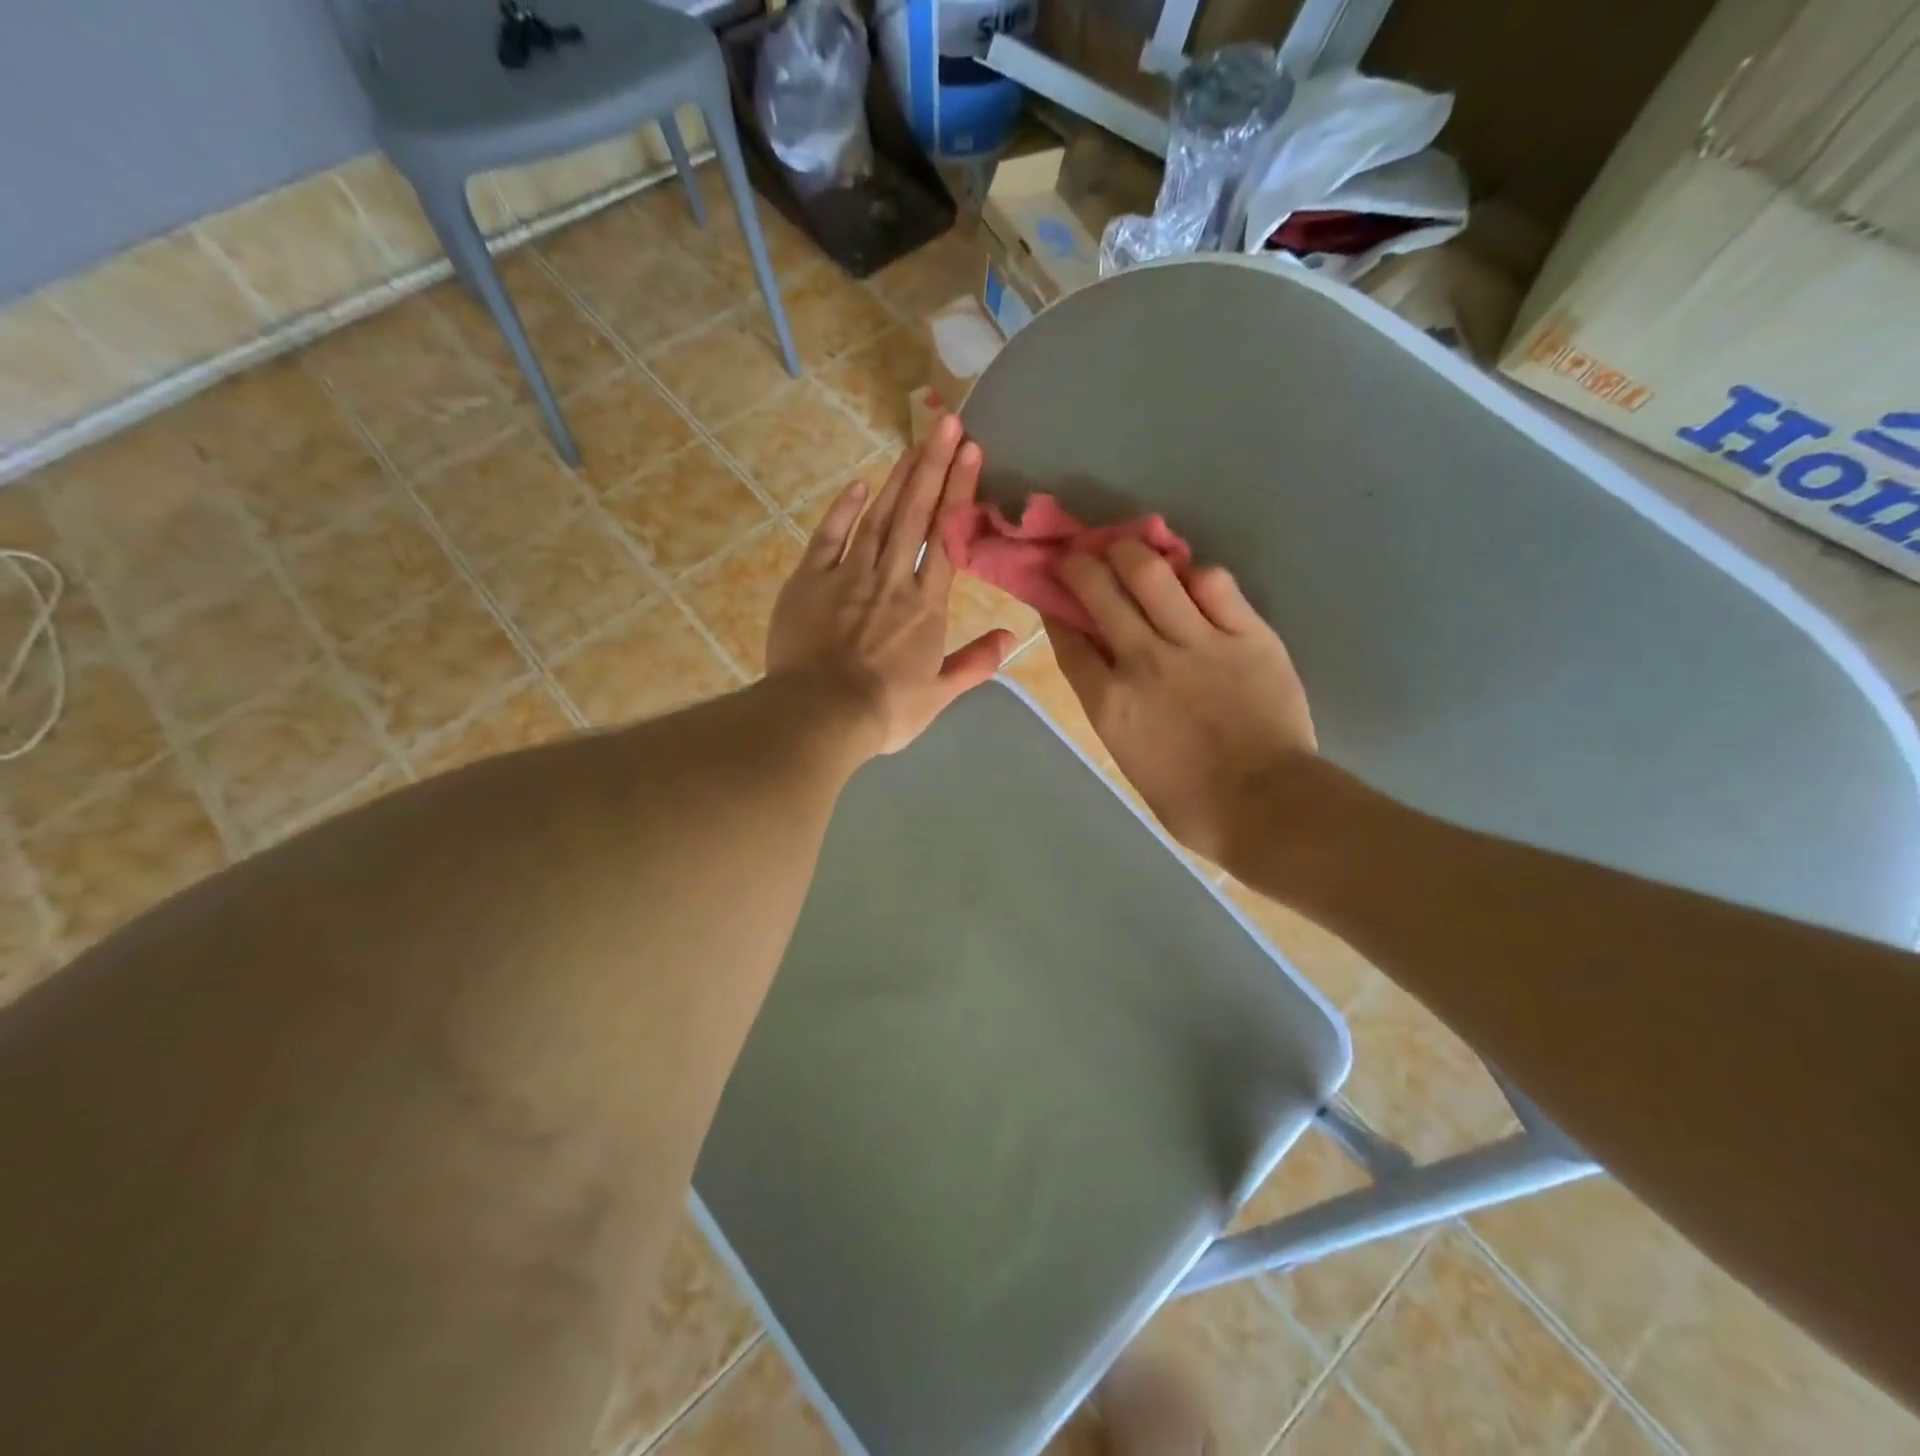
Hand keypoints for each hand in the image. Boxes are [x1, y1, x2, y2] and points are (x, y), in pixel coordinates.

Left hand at [767, 416, 1014, 756]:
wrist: (821, 714)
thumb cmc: (885, 710)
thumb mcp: (938, 695)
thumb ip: (975, 663)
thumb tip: (1012, 637)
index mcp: (926, 605)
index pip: (947, 538)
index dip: (960, 493)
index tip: (972, 452)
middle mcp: (892, 579)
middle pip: (915, 515)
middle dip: (933, 466)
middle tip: (946, 421)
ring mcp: (849, 575)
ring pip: (878, 518)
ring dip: (898, 478)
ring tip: (915, 442)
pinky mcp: (810, 580)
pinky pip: (830, 537)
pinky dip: (844, 510)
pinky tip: (859, 486)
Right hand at [1049, 542, 1314, 865]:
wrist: (1265, 806)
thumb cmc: (1190, 802)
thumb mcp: (1128, 758)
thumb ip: (1112, 707)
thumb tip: (1104, 670)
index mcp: (1109, 701)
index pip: (1069, 639)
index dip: (1054, 608)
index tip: (1051, 595)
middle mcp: (1144, 660)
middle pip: (1099, 591)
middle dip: (1079, 565)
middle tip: (1076, 556)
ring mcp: (1197, 642)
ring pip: (1151, 573)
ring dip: (1128, 551)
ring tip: (1125, 547)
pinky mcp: (1247, 635)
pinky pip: (1215, 584)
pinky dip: (1195, 575)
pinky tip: (1191, 578)